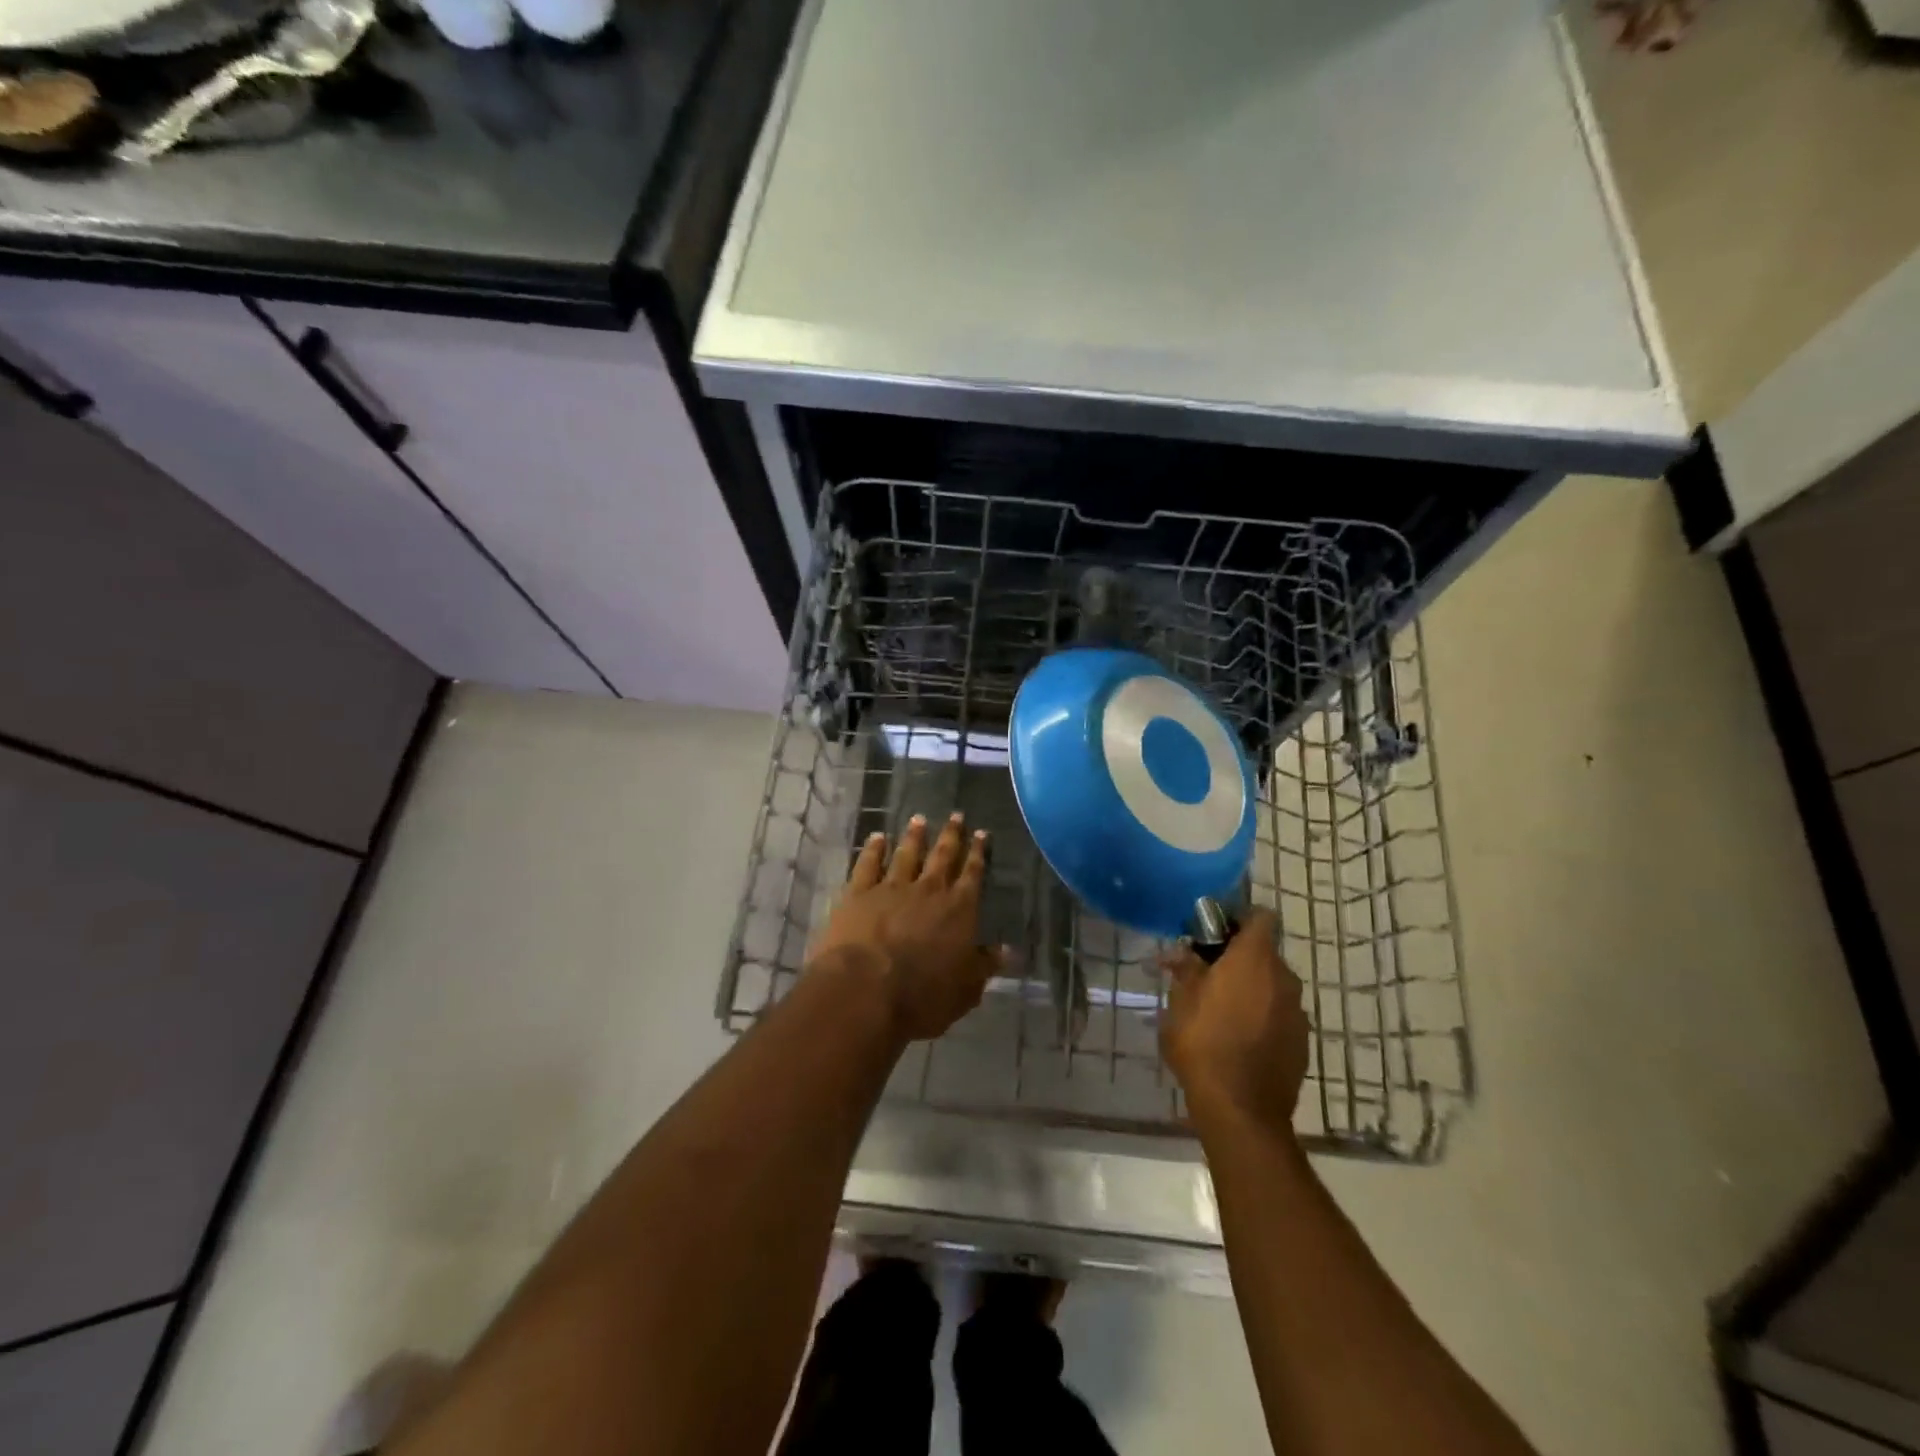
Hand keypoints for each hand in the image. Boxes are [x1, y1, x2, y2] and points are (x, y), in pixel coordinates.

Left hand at [810, 813, 1004, 1042]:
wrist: (866, 990)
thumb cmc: (923, 996)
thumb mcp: (966, 989)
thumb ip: (985, 965)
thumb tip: (1008, 951)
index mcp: (959, 909)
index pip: (972, 874)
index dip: (978, 853)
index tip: (982, 833)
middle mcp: (929, 890)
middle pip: (942, 855)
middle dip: (951, 835)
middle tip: (955, 815)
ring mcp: (891, 887)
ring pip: (907, 854)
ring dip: (914, 836)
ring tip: (919, 819)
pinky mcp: (858, 893)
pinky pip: (868, 864)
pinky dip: (873, 849)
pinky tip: (877, 838)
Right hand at [1161, 909, 1308, 1129]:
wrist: (1241, 1110)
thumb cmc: (1204, 1044)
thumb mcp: (1180, 1002)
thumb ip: (1186, 970)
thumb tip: (1182, 953)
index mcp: (1254, 959)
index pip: (1261, 916)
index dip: (1239, 919)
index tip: (1215, 934)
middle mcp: (1283, 978)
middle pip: (1264, 953)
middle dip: (1238, 958)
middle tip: (1206, 975)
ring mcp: (1297, 1012)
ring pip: (1272, 985)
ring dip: (1251, 989)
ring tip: (1220, 1010)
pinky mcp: (1302, 1041)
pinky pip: (1280, 1014)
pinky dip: (1262, 1016)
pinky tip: (1238, 1038)